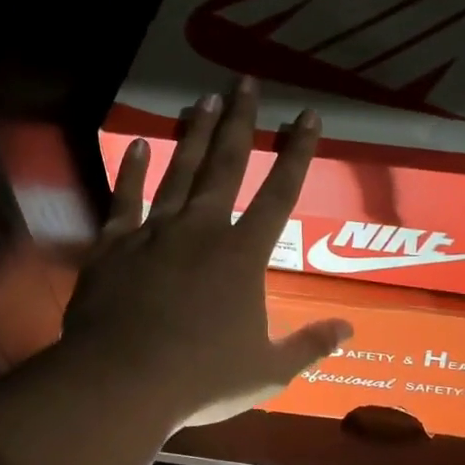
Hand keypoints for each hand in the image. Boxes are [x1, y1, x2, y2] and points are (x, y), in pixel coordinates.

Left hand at [66, 79, 352, 427]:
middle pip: (225, 165)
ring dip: (194, 135)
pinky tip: (137, 144)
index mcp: (243, 255)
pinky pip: (125, 200)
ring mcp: (154, 233)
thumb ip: (310, 345)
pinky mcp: (114, 245)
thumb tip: (349, 328)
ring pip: (179, 172)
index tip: (308, 116)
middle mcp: (202, 230)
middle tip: (245, 82)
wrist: (121, 382)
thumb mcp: (267, 371)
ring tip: (204, 99)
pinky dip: (131, 172)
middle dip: (240, 122)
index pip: (280, 193)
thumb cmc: (201, 378)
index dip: (297, 153)